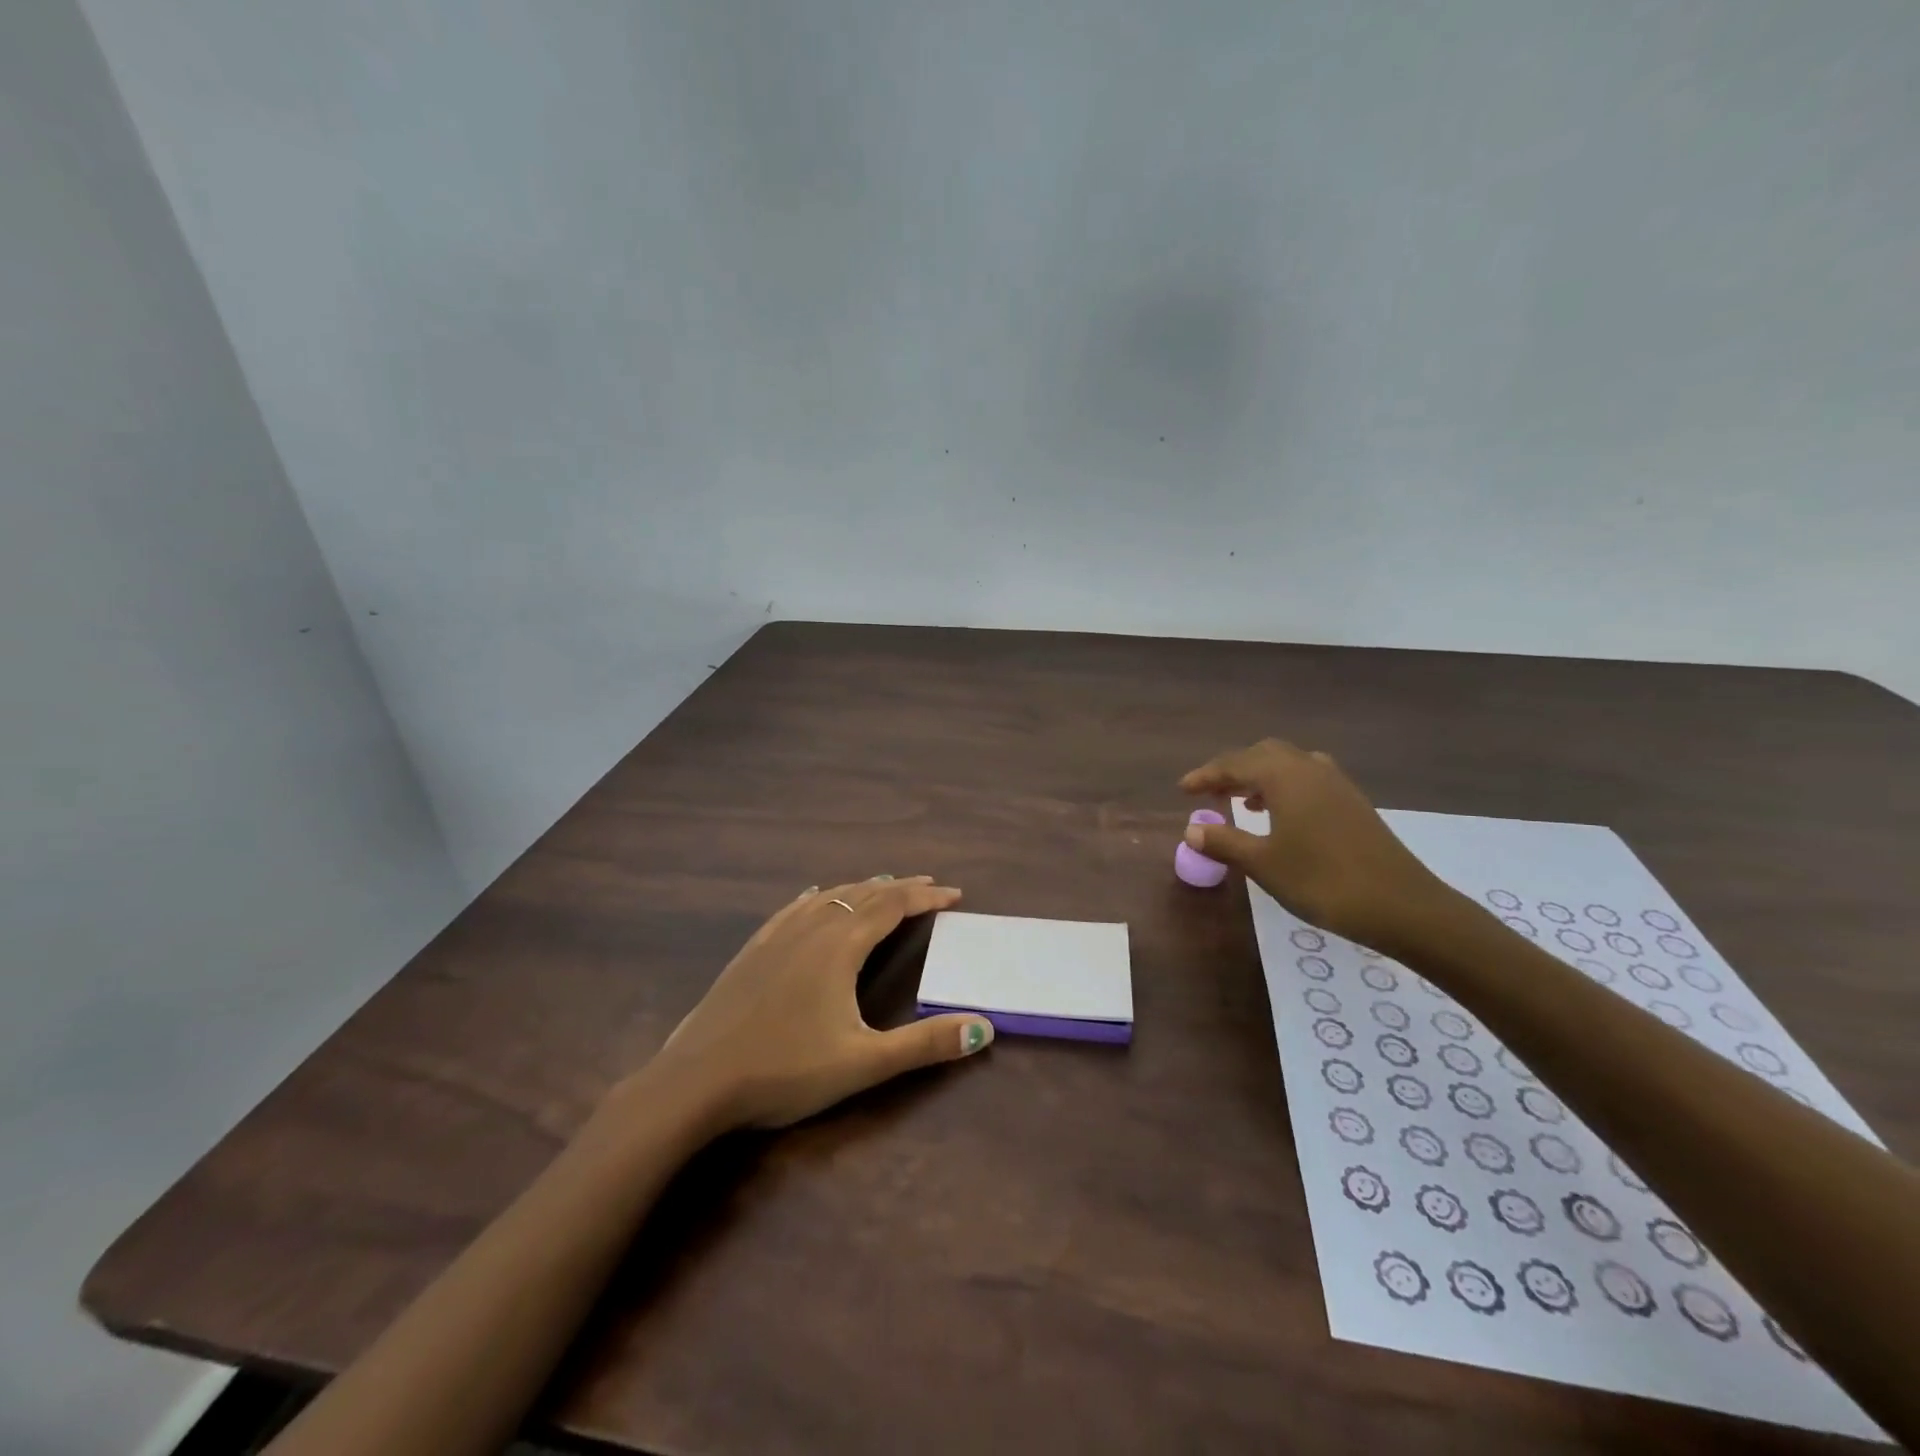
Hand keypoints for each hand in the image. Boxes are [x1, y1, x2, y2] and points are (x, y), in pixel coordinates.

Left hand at [640, 876, 993, 1132]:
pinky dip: (817, 896)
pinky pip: (793, 908)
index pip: (893, 906)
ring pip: (829, 897)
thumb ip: (924, 1044)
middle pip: (864, 895)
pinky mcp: (752, 950)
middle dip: (900, 888)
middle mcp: (812, 928)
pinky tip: (814, 895)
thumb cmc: (785, 1071)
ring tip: (883, 885)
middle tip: (929, 886)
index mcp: (841, 946)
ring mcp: (777, 936)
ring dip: (862, 888)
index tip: (955, 894)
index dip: (926, 897)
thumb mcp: (863, 1063)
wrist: (696, 1083)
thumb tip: (983, 1027)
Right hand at [1180, 739, 1453, 952]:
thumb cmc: (1323, 881)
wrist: (1403, 906)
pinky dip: (1285, 787)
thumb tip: (1191, 829)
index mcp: (1284, 776)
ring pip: (1289, 765)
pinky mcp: (1354, 803)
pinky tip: (1281, 816)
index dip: (1205, 776)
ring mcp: (1337, 784)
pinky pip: (1309, 779)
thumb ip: (1224, 842)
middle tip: (1211, 792)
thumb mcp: (1263, 864)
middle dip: (1233, 769)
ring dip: (1261, 776)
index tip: (1182, 789)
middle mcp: (1310, 769)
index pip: (1234, 764)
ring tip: (1242, 802)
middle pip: (1264, 754)